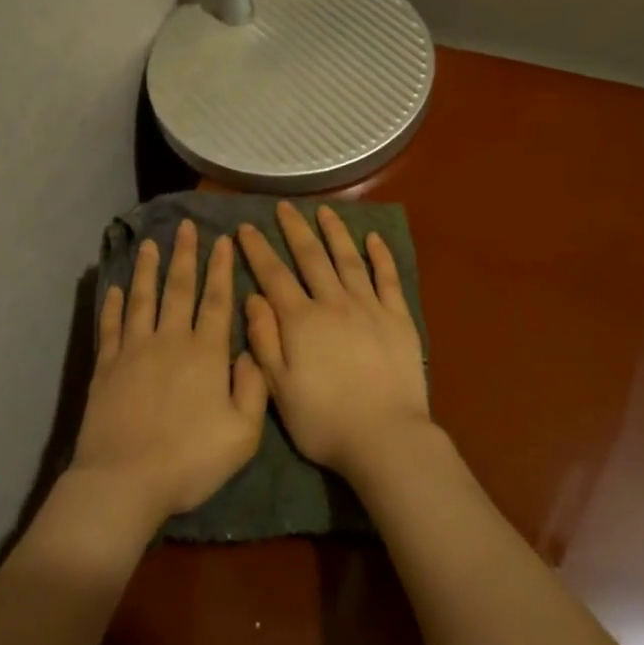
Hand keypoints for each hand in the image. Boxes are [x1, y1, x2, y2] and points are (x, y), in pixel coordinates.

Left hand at [72, 221, 267, 527]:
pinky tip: (116, 288)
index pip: (217, 299)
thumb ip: (254, 387)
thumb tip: (250, 350)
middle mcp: (170, 341)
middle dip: (185, 255)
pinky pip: (111, 326)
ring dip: (148, 269)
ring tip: (150, 244)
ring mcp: (134, 351)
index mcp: (206, 353)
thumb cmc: (190, 460)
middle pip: (179, 289)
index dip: (221, 268)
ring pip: (143, 299)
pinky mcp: (106, 367)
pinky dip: (114, 304)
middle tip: (185, 226)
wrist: (125, 482)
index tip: (223, 239)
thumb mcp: (243, 433)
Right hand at [237, 202, 430, 484]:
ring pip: (348, 259)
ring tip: (325, 212)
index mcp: (301, 321)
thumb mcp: (279, 388)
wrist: (384, 437)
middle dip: (295, 229)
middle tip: (284, 207)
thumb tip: (253, 297)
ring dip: (335, 232)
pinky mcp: (398, 317)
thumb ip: (264, 340)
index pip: (274, 275)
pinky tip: (374, 239)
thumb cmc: (324, 421)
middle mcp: (333, 302)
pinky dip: (380, 256)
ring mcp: (369, 306)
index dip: (258, 249)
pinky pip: (388, 277)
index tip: (245, 227)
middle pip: (311, 257)